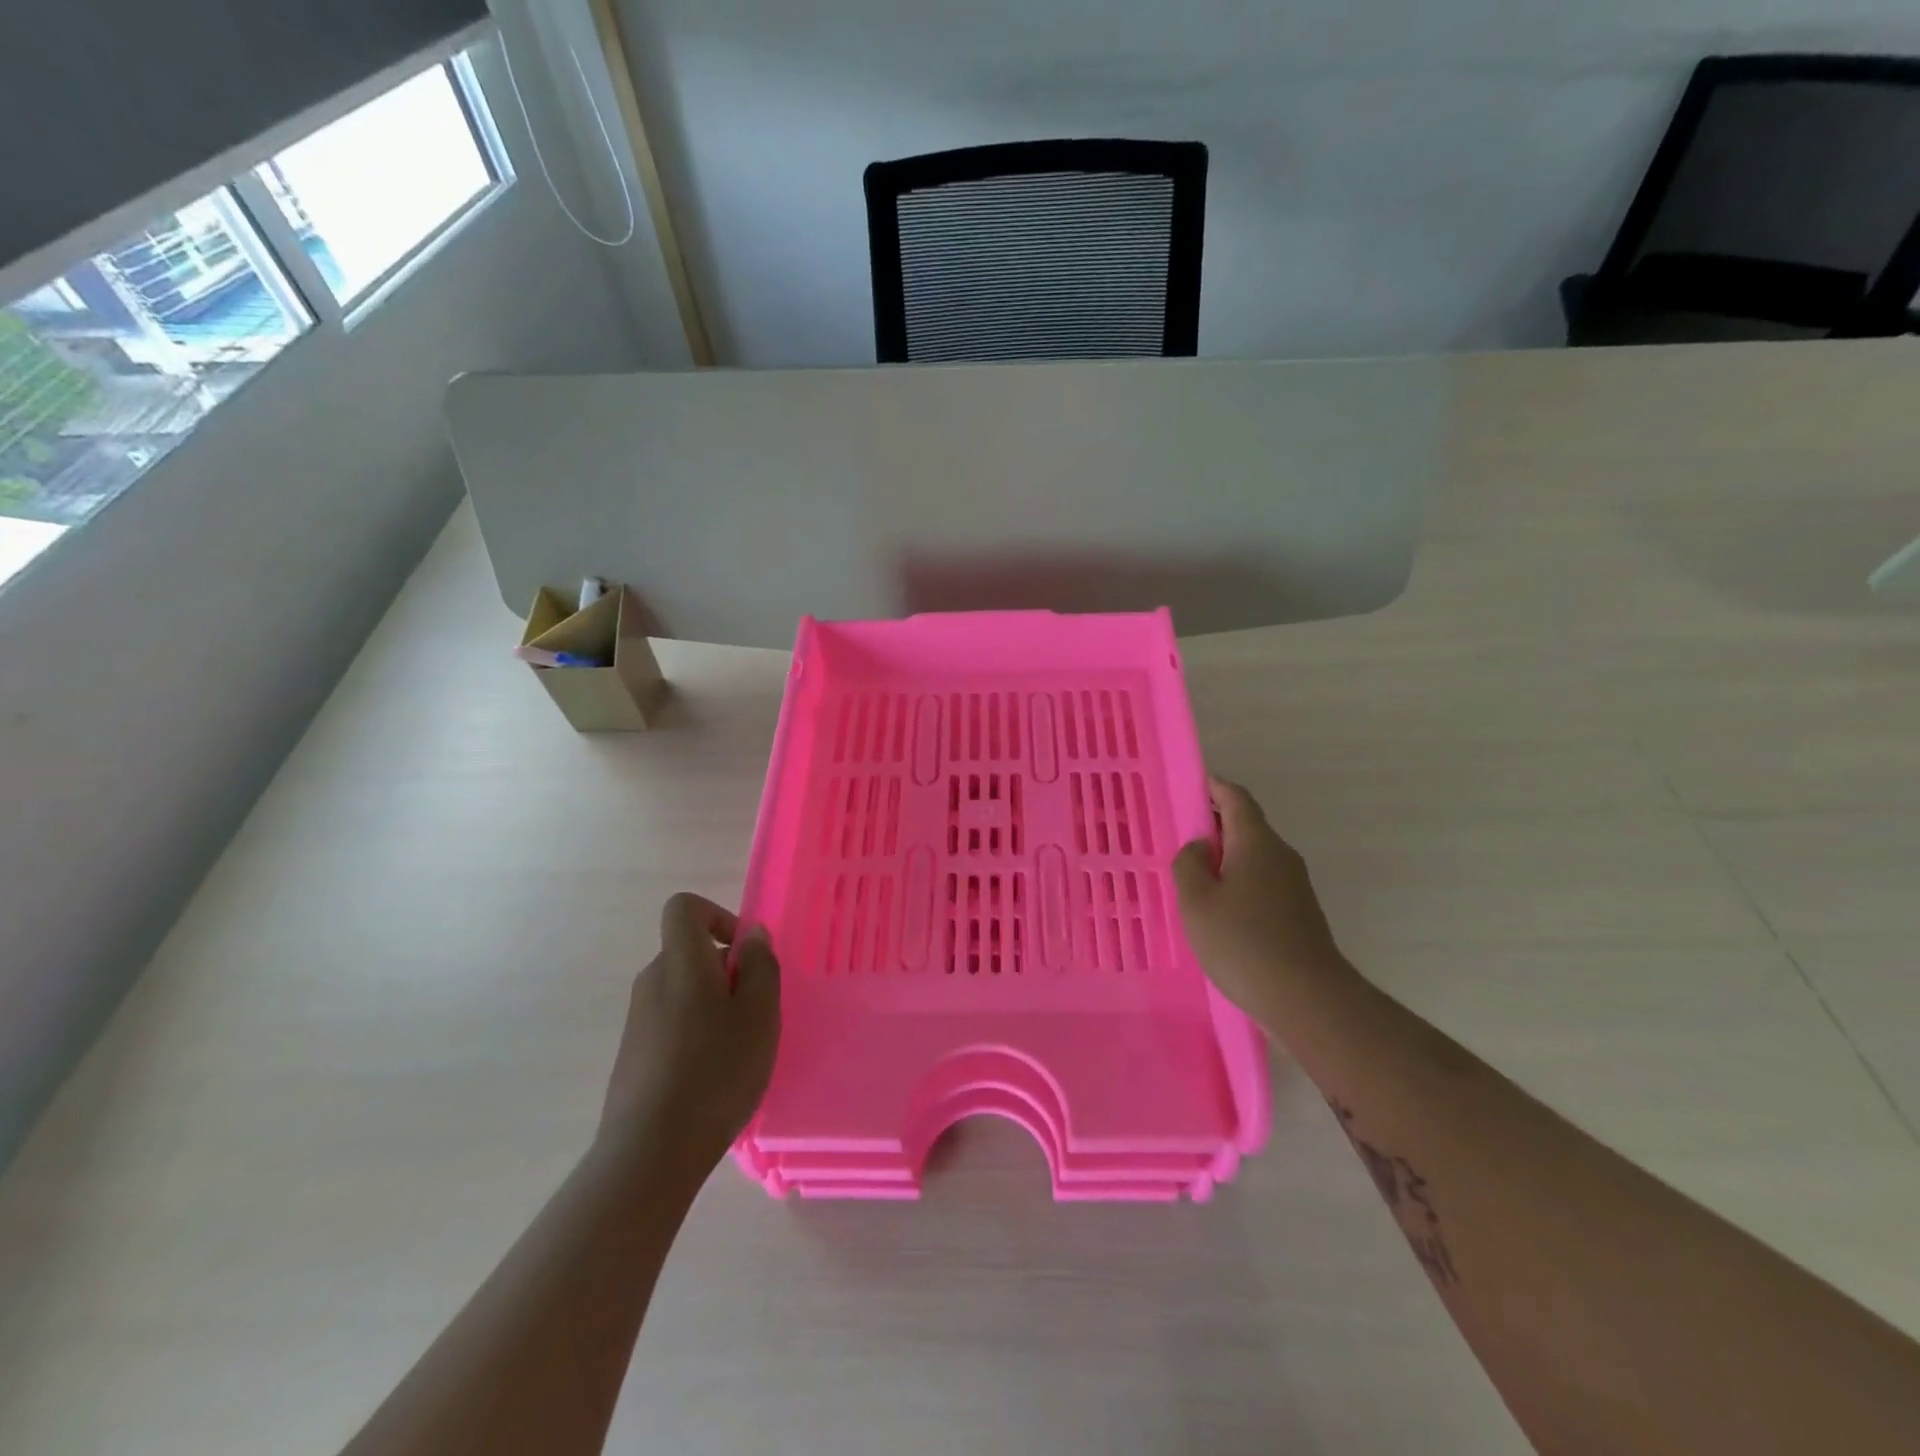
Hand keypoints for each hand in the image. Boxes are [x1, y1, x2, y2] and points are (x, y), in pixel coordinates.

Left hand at [600, 893, 780, 1173]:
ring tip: (737, 1049)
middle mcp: (652, 981)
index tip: (744, 954)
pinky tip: (712, 1075)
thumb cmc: (716, 1070)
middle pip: (689, 952)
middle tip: (754, 1011)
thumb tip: (751, 934)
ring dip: (714, 1005)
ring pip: (683, 990)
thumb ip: (760, 965)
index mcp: (681, 962)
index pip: (684, 908)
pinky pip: (671, 1022)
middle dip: (726, 970)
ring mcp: (638, 1019)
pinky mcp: (633, 1054)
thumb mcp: (760, 1013)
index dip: (717, 916)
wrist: (650, 1152)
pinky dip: (695, 1033)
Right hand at [1173, 778, 1345, 1022]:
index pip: (1236, 798)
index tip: (1192, 787)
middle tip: (1182, 838)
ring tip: (1194, 878)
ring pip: (1254, 857)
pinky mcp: (1299, 912)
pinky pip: (1263, 882)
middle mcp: (1280, 855)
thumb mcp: (1196, 901)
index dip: (1214, 788)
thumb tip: (1201, 846)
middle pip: (1247, 826)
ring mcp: (1295, 885)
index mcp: (1256, 842)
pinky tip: (1220, 910)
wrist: (1307, 998)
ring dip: (1226, 858)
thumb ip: (1189, 864)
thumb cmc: (1242, 942)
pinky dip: (1239, 882)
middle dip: (1216, 825)